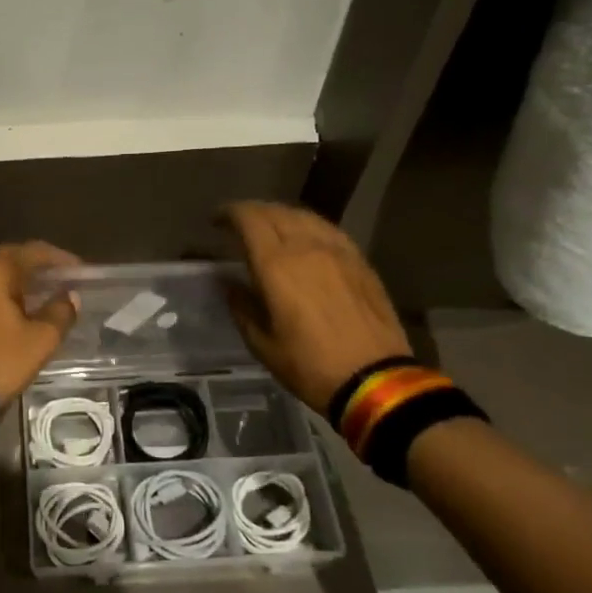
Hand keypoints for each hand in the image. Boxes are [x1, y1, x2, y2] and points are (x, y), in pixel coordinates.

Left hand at [0, 242, 81, 406]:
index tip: (80, 271)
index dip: (60, 259)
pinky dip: (2, 298)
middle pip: (11, 261)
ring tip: (43, 298)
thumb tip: (69, 297)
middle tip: (63, 282)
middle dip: (38, 270)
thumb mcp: (40, 340)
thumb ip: (60, 313)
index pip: (33, 252)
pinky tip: (16, 313)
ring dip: (19, 285)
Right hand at [221, 202, 411, 413]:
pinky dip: (308, 226)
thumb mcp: (262, 344)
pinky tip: (305, 238)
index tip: (216, 221)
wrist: (375, 380)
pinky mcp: (359, 261)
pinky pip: (328, 230)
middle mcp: (306, 247)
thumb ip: (242, 307)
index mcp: (276, 265)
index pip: (249, 220)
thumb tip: (230, 284)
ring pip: (304, 216)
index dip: (229, 214)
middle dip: (252, 212)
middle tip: (238, 224)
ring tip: (270, 227)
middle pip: (275, 212)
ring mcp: (337, 251)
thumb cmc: (310, 365)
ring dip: (281, 215)